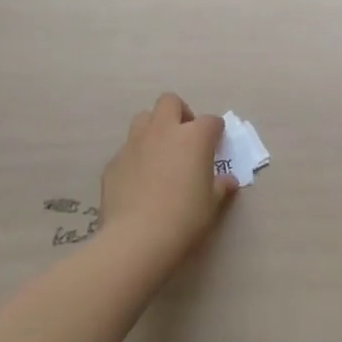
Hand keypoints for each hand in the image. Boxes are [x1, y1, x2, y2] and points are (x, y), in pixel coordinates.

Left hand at [100, 93, 236, 268]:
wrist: (137, 239)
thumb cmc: (184, 218)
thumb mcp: (212, 205)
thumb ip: (220, 187)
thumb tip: (227, 181)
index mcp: (194, 137)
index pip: (211, 121)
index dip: (216, 131)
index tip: (216, 145)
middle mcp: (163, 131)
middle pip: (170, 102)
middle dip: (179, 113)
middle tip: (185, 138)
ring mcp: (135, 144)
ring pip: (143, 119)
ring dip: (154, 129)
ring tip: (160, 153)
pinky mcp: (114, 162)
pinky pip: (127, 150)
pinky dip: (136, 157)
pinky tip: (139, 181)